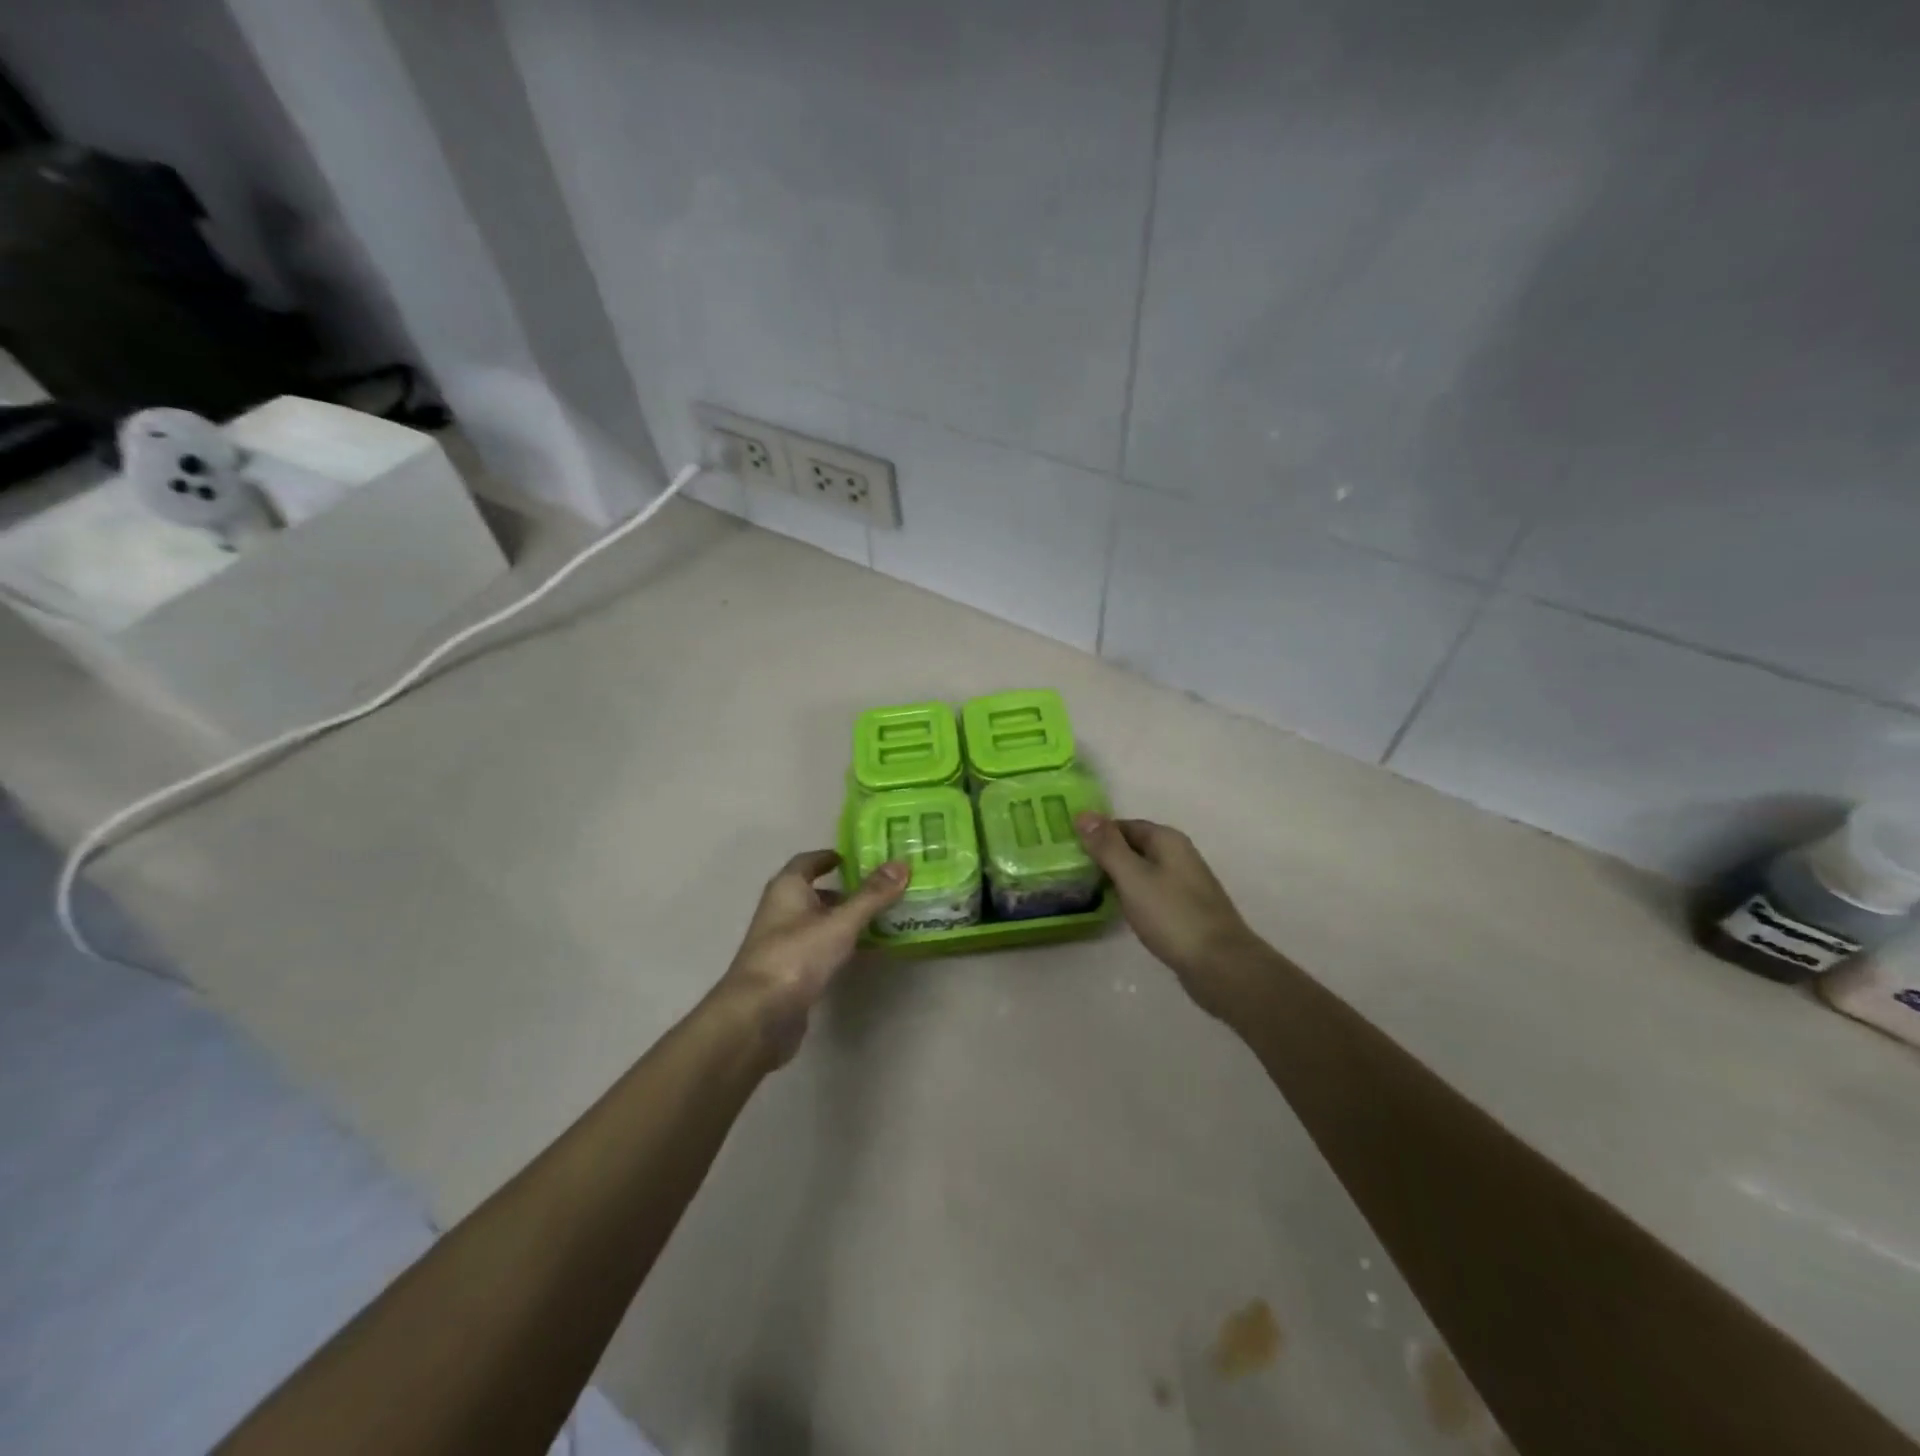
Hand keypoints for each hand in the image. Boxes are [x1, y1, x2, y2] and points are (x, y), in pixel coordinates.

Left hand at [712, 849, 906, 1065]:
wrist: (758, 1017)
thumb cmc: (797, 956)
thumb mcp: (840, 923)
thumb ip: (871, 895)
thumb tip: (902, 863)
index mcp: (787, 889)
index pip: (807, 862)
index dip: (830, 857)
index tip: (857, 858)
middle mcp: (780, 910)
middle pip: (814, 892)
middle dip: (844, 890)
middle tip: (881, 889)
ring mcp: (782, 944)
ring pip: (817, 922)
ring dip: (843, 919)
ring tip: (881, 918)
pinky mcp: (789, 973)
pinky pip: (818, 949)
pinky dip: (839, 945)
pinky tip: (862, 951)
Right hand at [1074, 814, 1263, 1017]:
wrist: (1220, 965)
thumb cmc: (1172, 915)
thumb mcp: (1132, 877)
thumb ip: (1107, 846)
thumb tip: (1084, 813)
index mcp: (1167, 840)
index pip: (1124, 825)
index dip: (1097, 834)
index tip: (1070, 849)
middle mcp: (1179, 856)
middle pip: (1134, 847)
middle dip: (1106, 855)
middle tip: (1073, 870)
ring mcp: (1185, 884)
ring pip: (1143, 871)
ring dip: (1118, 877)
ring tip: (1088, 890)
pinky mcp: (1185, 910)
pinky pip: (1152, 893)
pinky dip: (1133, 896)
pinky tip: (1120, 910)